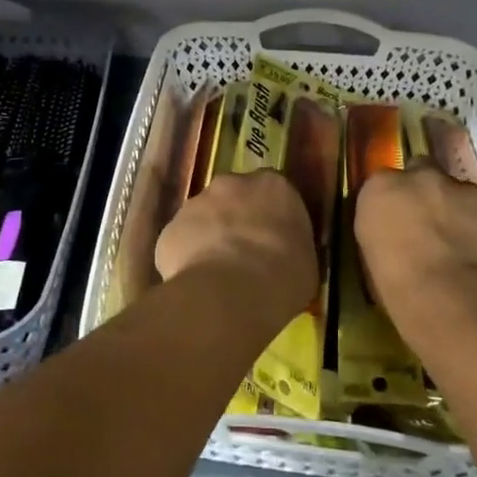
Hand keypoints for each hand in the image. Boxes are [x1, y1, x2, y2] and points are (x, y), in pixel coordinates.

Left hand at [156, 169, 317, 320]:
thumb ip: (292, 245)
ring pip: (204, 217)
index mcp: (274, 186)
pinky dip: (188, 257)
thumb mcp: (306, 263)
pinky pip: (182, 241)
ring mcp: (195, 202)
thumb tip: (283, 253)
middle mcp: (232, 183)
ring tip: (218, 274)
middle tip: (245, 255)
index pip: (274, 192)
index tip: (274, 240)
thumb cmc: (281, 277)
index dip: (272, 216)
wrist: (229, 293)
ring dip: (210, 237)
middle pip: (234, 197)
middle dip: (237, 220)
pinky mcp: (170, 228)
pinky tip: (198, 283)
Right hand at [354, 159, 476, 346]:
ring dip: (462, 211)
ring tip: (463, 247)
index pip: (389, 179)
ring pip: (466, 195)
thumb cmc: (396, 283)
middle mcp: (425, 177)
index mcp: (383, 187)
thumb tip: (398, 227)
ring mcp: (468, 192)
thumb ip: (386, 223)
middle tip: (432, 226)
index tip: (401, 216)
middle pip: (429, 174)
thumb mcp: (372, 249)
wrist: (449, 299)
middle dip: (431, 194)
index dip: (398, 196)